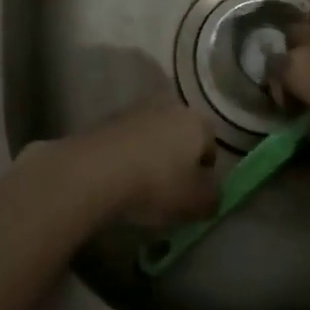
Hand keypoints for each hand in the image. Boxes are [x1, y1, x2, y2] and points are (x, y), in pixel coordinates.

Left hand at [57, 101, 219, 226]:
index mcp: (196, 121)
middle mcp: (168, 105)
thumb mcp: (197, 203)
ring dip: (152, 156)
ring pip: (154, 136)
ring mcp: (136, 108)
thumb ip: (213, 197)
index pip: (211, 145)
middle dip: (178, 159)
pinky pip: (129, 139)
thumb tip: (210, 191)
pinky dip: (129, 155)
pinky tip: (121, 178)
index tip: (194, 196)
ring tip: (142, 186)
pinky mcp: (109, 118)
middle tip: (170, 191)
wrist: (97, 169)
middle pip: (181, 136)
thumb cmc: (157, 184)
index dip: (206, 173)